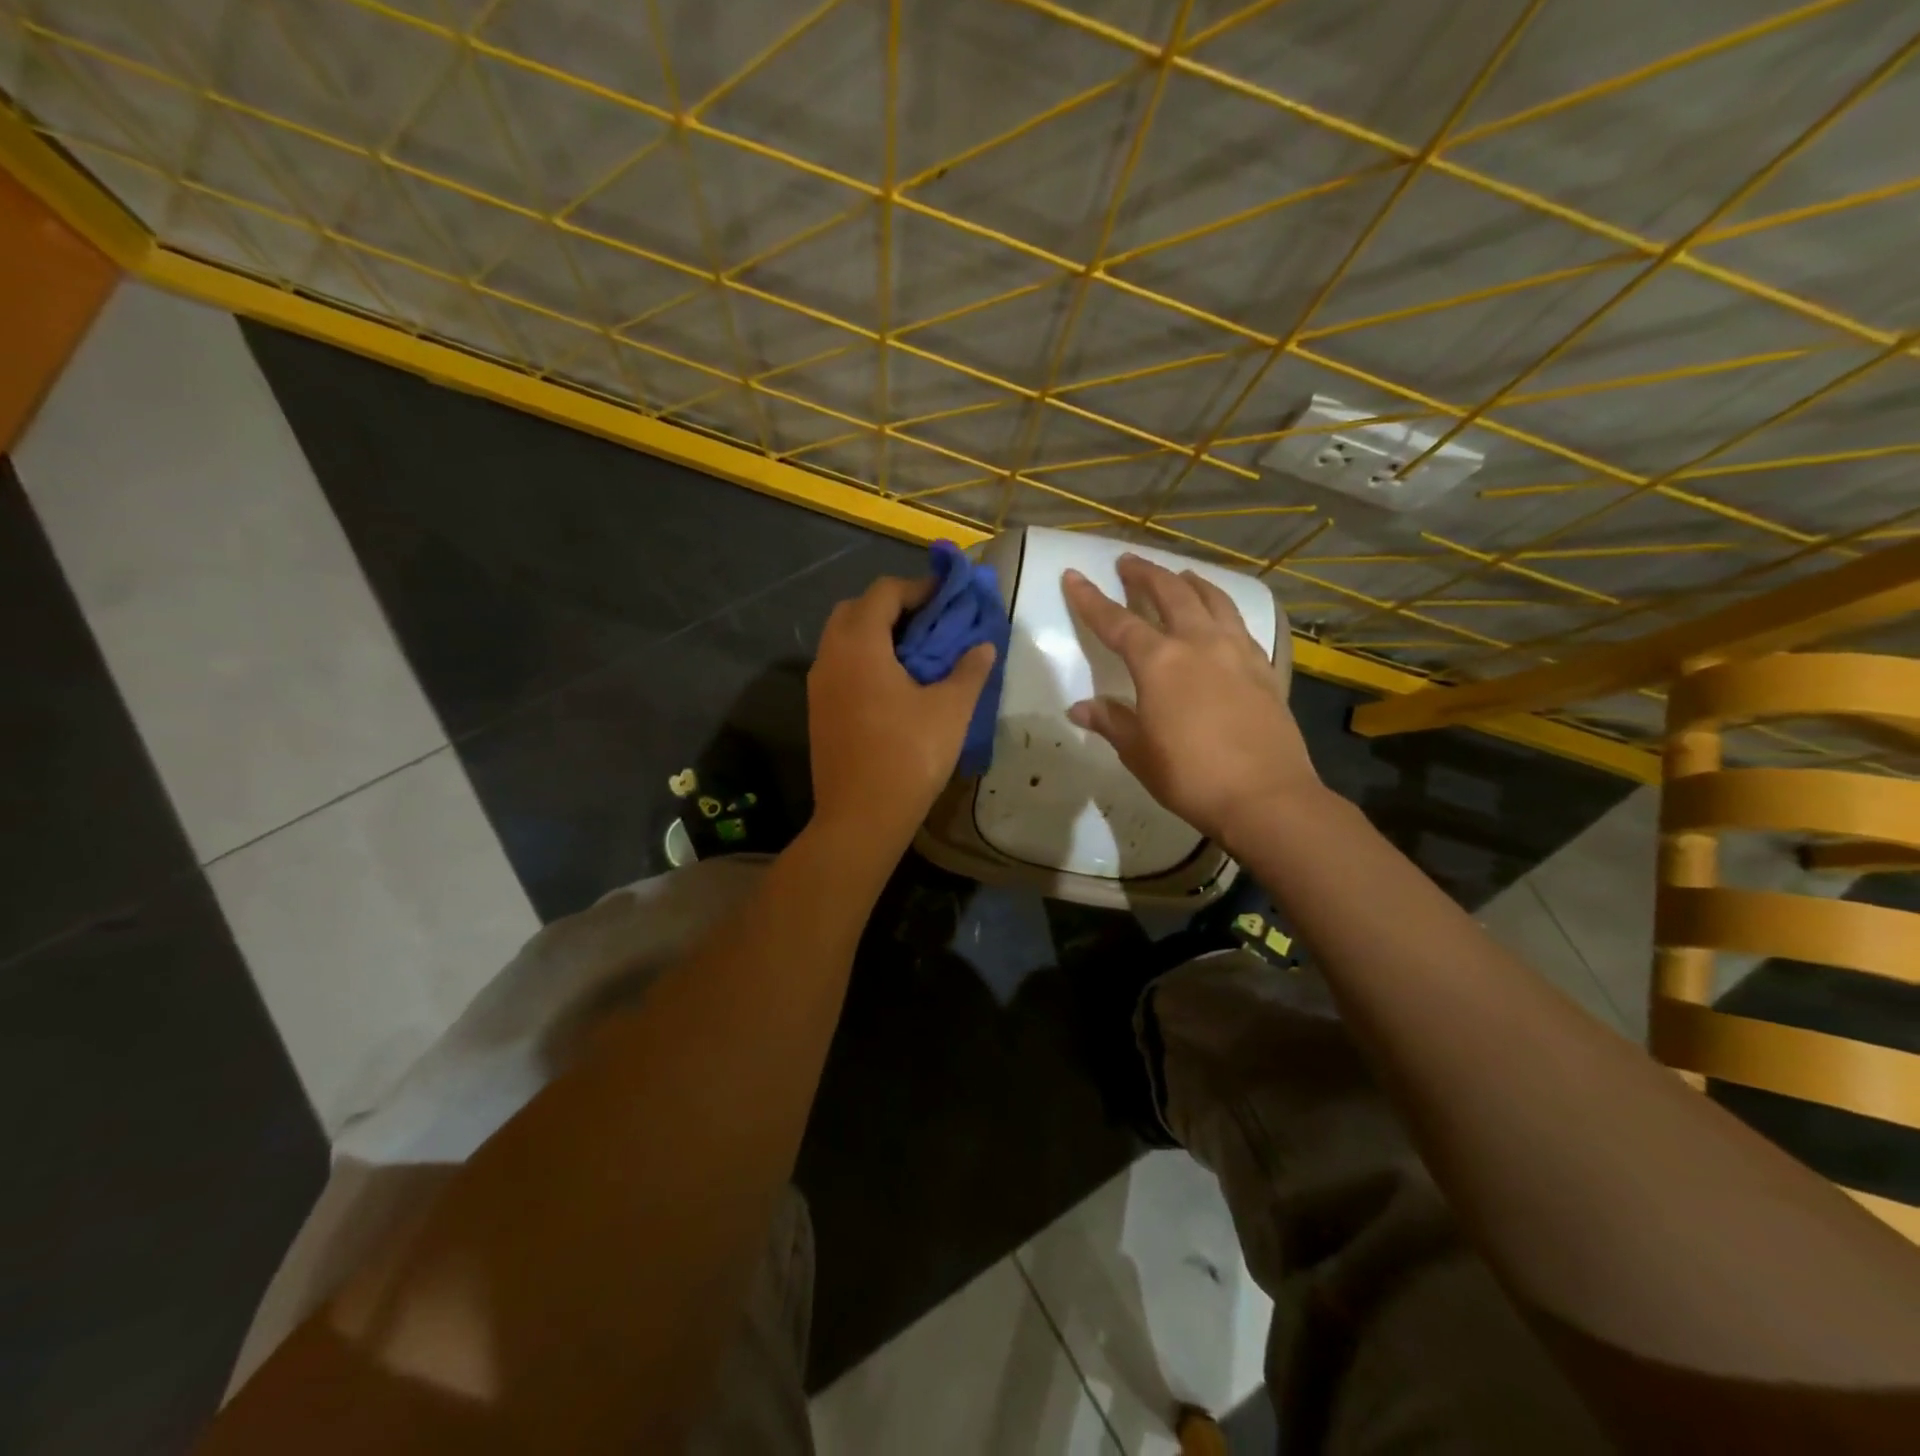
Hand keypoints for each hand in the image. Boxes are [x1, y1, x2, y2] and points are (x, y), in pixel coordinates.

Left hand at [808, 575, 996, 854]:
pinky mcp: (818, 709)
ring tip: (916, 652)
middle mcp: (830, 655)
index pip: (884, 592)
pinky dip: (865, 658)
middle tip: (929, 622)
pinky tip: (894, 684)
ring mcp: (819, 684)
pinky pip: (840, 665)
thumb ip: (969, 670)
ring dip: (877, 633)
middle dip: (893, 606)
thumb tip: (983, 646)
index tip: (947, 597)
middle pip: (856, 609)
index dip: (918, 587)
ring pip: (844, 638)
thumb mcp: (950, 710)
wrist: (861, 817)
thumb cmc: (909, 756)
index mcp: (860, 645)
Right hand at [1062, 555, 1317, 846]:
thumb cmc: (1190, 776)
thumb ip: (1111, 722)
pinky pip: (1239, 622)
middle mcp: (1198, 643)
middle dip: (1145, 574)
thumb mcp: (1139, 752)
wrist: (1265, 797)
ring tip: (1178, 575)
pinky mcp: (1264, 667)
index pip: (1116, 622)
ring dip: (1189, 582)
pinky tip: (1220, 616)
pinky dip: (1222, 607)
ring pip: (1212, 599)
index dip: (1091, 599)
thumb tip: (1080, 708)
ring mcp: (1236, 651)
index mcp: (1159, 662)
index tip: (1074, 575)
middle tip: (1128, 561)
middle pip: (1169, 593)